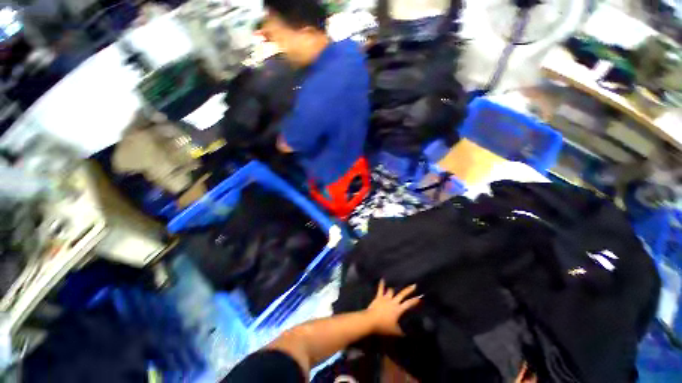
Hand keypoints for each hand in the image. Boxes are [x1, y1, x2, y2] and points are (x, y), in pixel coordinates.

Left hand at [365, 280, 421, 335]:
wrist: (371, 321)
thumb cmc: (383, 327)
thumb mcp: (395, 332)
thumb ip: (401, 332)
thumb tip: (406, 334)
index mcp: (398, 309)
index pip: (408, 304)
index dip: (414, 301)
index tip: (420, 297)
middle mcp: (393, 302)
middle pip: (402, 294)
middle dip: (408, 290)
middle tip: (414, 285)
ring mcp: (385, 298)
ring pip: (391, 291)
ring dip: (393, 290)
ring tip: (395, 287)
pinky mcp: (378, 297)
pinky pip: (380, 289)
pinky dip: (381, 284)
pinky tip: (382, 279)